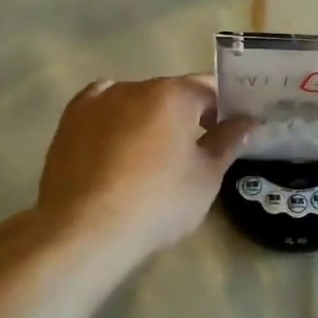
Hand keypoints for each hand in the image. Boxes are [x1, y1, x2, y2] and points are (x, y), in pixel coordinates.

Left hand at [21, 75, 255, 264]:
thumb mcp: (206, 177)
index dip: (225, 109)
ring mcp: (96, 102)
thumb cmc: (157, 202)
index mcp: (172, 94)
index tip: (232, 132)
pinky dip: (116, 121)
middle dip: (188, 114)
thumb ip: (228, 142)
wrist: (84, 230)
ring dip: (151, 118)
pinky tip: (118, 145)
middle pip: (171, 93)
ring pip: (135, 101)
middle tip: (197, 150)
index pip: (209, 89)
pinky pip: (103, 111)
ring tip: (153, 155)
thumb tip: (247, 122)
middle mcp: (133, 86)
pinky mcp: (69, 122)